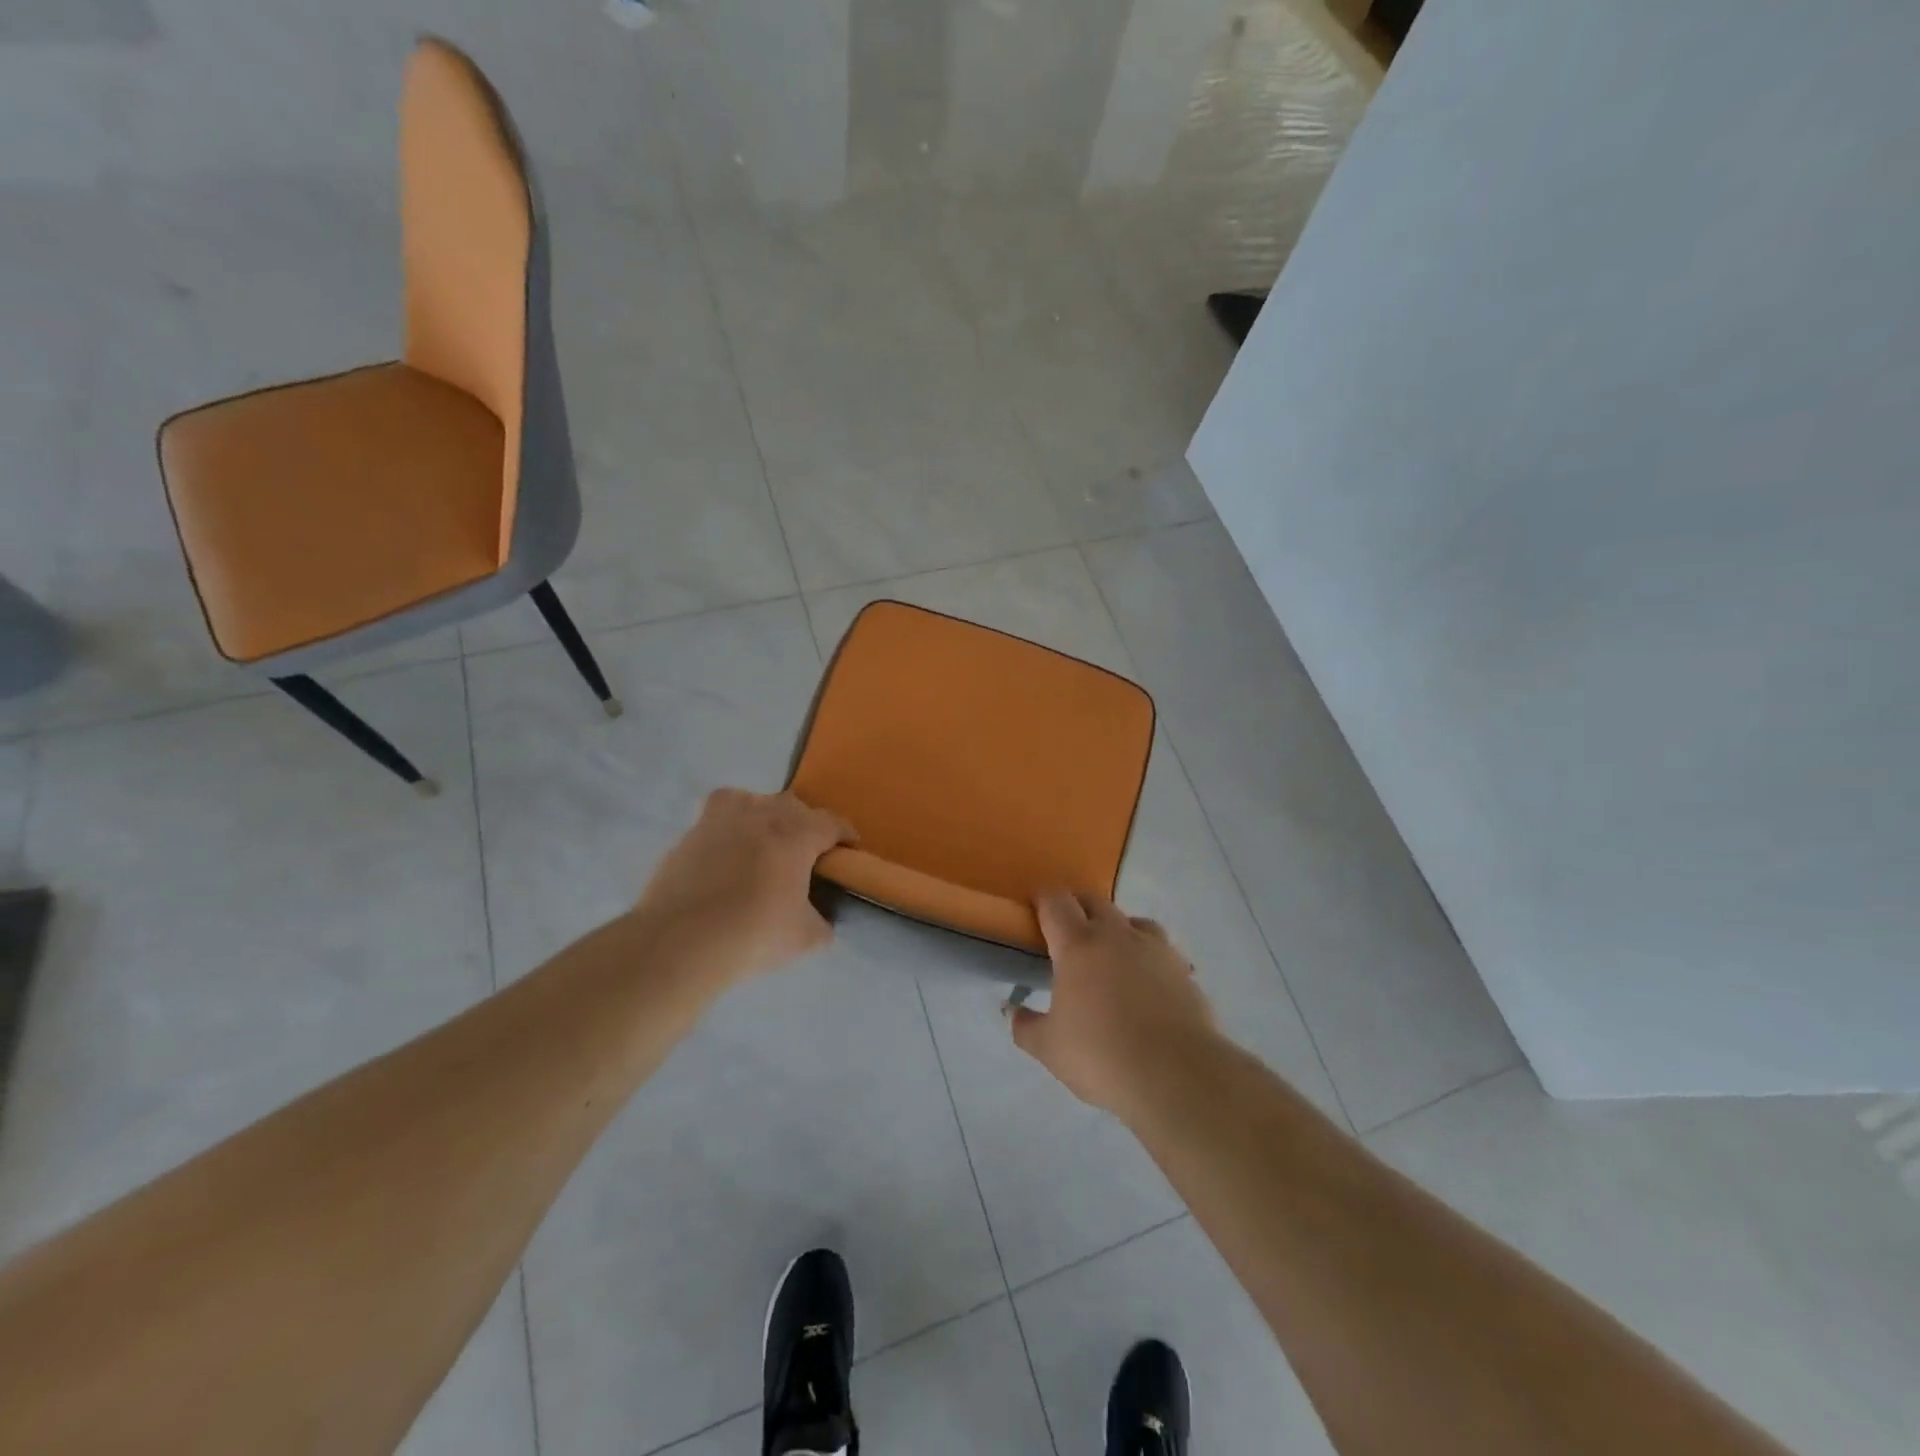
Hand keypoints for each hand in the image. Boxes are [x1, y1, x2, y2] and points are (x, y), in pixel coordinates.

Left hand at [634, 789, 853, 985]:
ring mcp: (722, 819)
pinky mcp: (690, 833)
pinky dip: (727, 829)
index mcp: (797, 834)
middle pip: (793, 805)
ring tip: (763, 843)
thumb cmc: (754, 933)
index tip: (849, 848)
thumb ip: (821, 922)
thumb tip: (823, 919)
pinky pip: (717, 818)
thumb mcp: (805, 937)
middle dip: (804, 824)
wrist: (681, 940)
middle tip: (805, 853)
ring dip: (764, 816)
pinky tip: (726, 854)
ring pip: (752, 801)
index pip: (832, 822)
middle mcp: (762, 815)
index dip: (845, 834)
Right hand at [1009, 892, 1217, 1121]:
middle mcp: (1117, 935)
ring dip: (1117, 928)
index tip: (1035, 910)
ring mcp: (1155, 949)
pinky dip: (1148, 957)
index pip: (1056, 903)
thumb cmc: (1101, 1056)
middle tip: (1067, 934)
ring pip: (1133, 920)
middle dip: (1078, 908)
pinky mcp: (1183, 970)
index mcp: (1078, 945)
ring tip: (1111, 955)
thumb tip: (1010, 1009)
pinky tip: (1146, 983)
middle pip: (1094, 902)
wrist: (1177, 1075)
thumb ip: (1025, 1025)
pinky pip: (1161, 950)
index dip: (1043, 900)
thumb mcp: (1049, 1048)